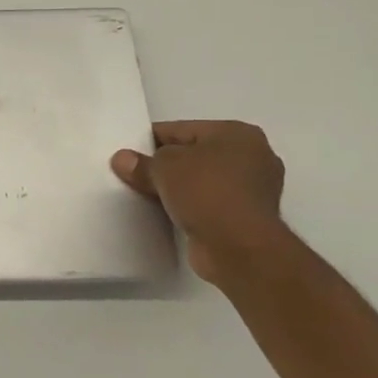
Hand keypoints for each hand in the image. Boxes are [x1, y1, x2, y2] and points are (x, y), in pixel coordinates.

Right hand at [110, 120, 286, 283]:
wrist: (240, 248)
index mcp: (237, 133)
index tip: (128, 153)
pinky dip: (191, 207)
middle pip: (194, 155)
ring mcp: (254, 190)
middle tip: (135, 174)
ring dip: (179, 188)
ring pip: (202, 182)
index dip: (151, 140)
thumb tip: (122, 160)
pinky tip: (167, 213)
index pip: (182, 129)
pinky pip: (209, 204)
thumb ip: (141, 163)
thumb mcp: (163, 168)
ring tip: (147, 195)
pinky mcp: (248, 219)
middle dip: (167, 165)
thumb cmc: (206, 192)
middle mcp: (253, 157)